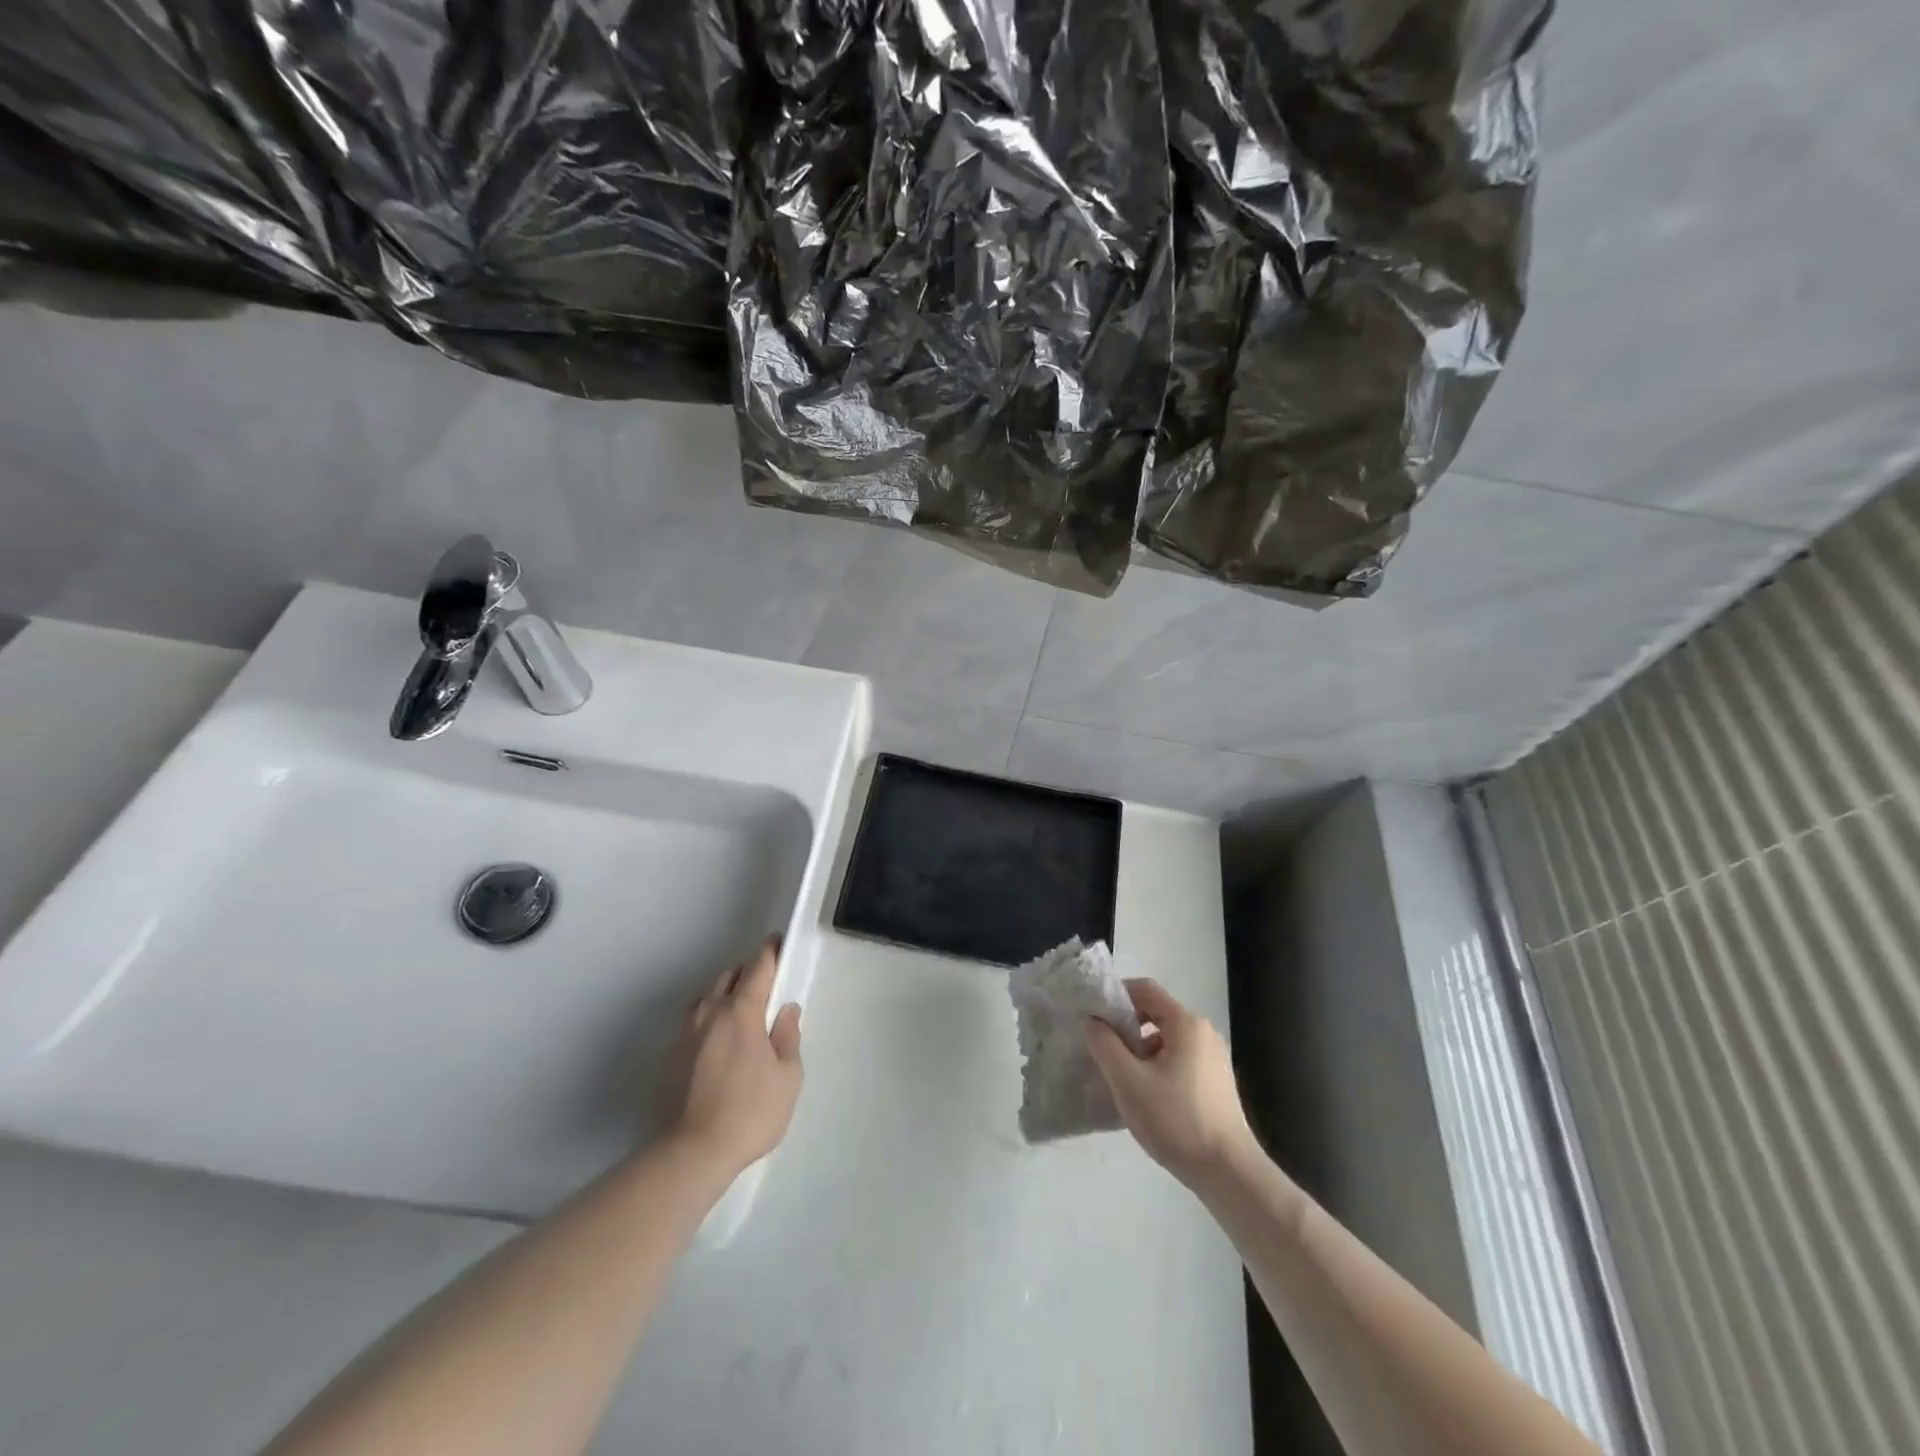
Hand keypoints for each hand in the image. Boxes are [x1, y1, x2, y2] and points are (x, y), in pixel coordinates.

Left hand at [666, 938, 803, 1175]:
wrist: (693, 1152)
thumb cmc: (751, 1111)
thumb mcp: (788, 1076)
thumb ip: (788, 1036)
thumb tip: (786, 1010)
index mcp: (742, 1010)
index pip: (757, 967)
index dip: (770, 951)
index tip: (778, 942)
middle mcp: (710, 1012)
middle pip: (729, 976)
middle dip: (748, 973)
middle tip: (766, 987)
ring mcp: (687, 1033)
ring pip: (708, 997)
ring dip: (725, 996)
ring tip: (741, 1016)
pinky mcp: (672, 1055)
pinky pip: (695, 1021)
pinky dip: (710, 1019)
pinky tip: (719, 1042)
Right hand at [1086, 978, 1254, 1185]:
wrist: (1228, 1172)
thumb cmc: (1176, 1120)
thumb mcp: (1128, 1081)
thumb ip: (1105, 1045)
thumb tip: (1093, 1020)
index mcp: (1186, 1023)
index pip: (1145, 989)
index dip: (1116, 995)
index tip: (1094, 1016)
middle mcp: (1203, 1032)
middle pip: (1156, 1013)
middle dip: (1126, 1027)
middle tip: (1103, 1050)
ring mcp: (1214, 1057)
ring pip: (1166, 1039)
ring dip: (1140, 1050)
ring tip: (1122, 1078)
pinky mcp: (1216, 1081)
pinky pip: (1179, 1058)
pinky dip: (1158, 1066)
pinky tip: (1147, 1096)